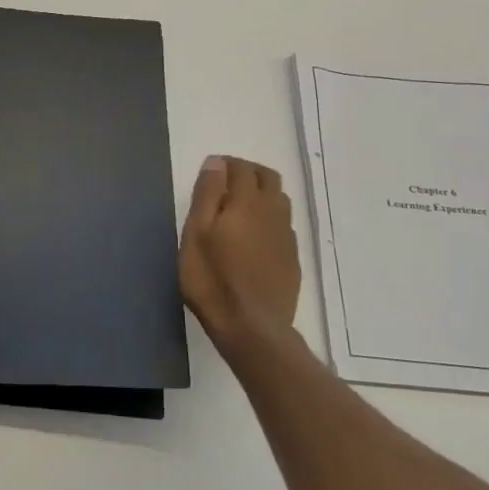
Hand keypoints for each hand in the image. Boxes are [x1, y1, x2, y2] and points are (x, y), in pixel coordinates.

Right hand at [179, 155, 301, 347]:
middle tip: (224, 185)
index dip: (225, 165)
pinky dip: (268, 218)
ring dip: (261, 194)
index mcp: (247, 202)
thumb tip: (217, 163)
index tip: (210, 173)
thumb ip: (207, 195)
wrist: (252, 327)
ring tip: (238, 209)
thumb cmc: (212, 279)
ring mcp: (286, 236)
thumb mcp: (196, 234)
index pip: (241, 168)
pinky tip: (253, 237)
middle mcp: (273, 212)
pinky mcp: (292, 258)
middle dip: (247, 173)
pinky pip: (283, 225)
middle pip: (268, 177)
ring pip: (279, 200)